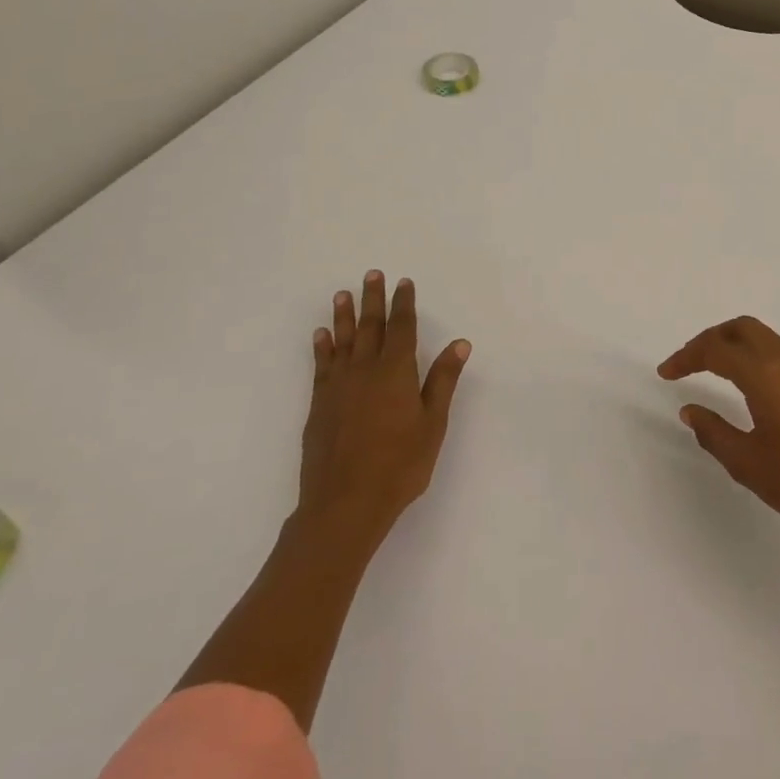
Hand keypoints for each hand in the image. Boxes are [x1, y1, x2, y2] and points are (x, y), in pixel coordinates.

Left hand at [299, 270, 470, 547]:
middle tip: (371, 275)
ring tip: (342, 294)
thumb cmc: (399, 465)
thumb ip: (443, 380)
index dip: (404, 304)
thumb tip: (459, 343)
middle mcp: (365, 370)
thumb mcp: (433, 423)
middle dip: (373, 300)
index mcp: (396, 372)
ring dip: (344, 316)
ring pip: (342, 341)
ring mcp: (338, 386)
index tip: (403, 283)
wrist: (345, 503)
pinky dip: (322, 347)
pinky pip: (321, 365)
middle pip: (370, 327)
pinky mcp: (320, 404)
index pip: (402, 328)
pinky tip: (321, 336)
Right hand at [659, 316, 779, 552]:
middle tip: (687, 363)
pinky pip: (779, 352)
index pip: (716, 350)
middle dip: (709, 339)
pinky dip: (754, 355)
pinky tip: (745, 384)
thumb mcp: (746, 462)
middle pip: (741, 328)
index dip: (686, 357)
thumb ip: (713, 431)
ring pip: (763, 337)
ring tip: (710, 370)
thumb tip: (691, 410)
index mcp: (765, 374)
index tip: (665, 374)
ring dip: (733, 344)